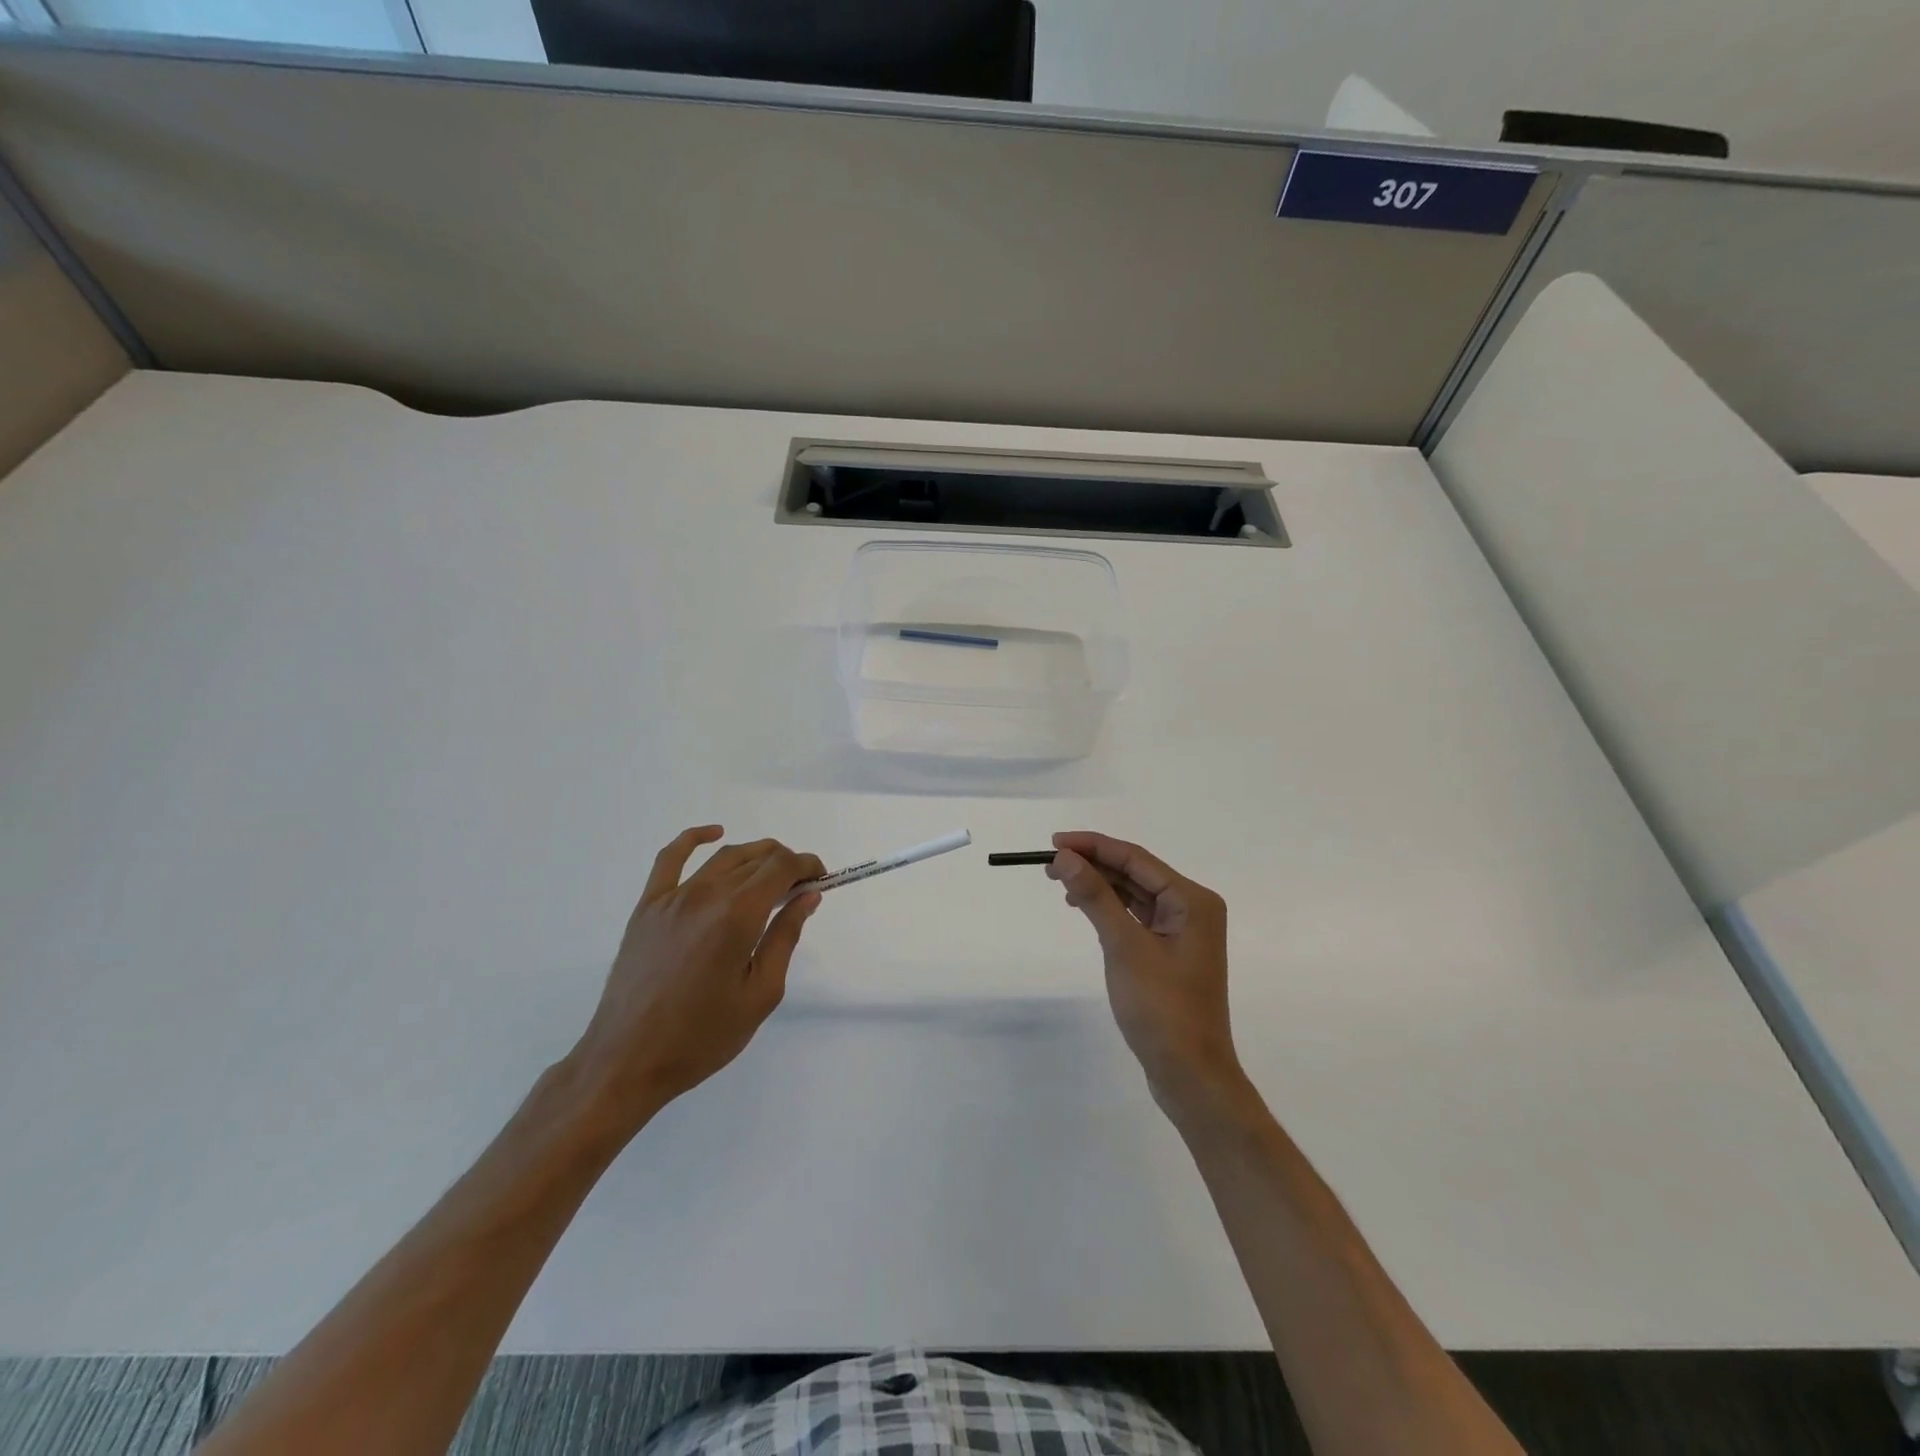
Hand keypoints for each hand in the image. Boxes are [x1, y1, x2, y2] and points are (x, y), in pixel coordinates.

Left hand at [567, 827, 825, 1134]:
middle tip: (800, 886)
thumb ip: (785, 937)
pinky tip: (714, 833)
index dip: (807, 865)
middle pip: (756, 858)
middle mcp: (706, 895)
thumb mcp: (760, 993)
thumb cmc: (703, 1036)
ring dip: (755, 856)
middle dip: (786, 863)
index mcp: (737, 916)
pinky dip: (694, 838)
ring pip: (723, 857)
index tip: (821, 879)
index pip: (782, 867)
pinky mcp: (647, 907)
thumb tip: (808, 896)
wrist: (628, 1060)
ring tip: (771, 873)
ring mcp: (672, 897)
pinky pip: (670, 858)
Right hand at [1048, 831, 1248, 1121]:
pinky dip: (1110, 908)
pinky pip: (1136, 915)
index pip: (1135, 858)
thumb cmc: (1161, 1008)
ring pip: (1134, 893)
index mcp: (1192, 900)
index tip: (1053, 843)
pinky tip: (1084, 907)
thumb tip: (1065, 857)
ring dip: (1099, 885)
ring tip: (1060, 883)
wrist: (1190, 1073)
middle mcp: (1192, 907)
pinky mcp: (1170, 951)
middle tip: (1049, 865)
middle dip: (1093, 864)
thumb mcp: (1124, 946)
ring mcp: (1183, 931)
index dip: (1093, 846)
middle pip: (1135, 872)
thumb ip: (1095, 897)